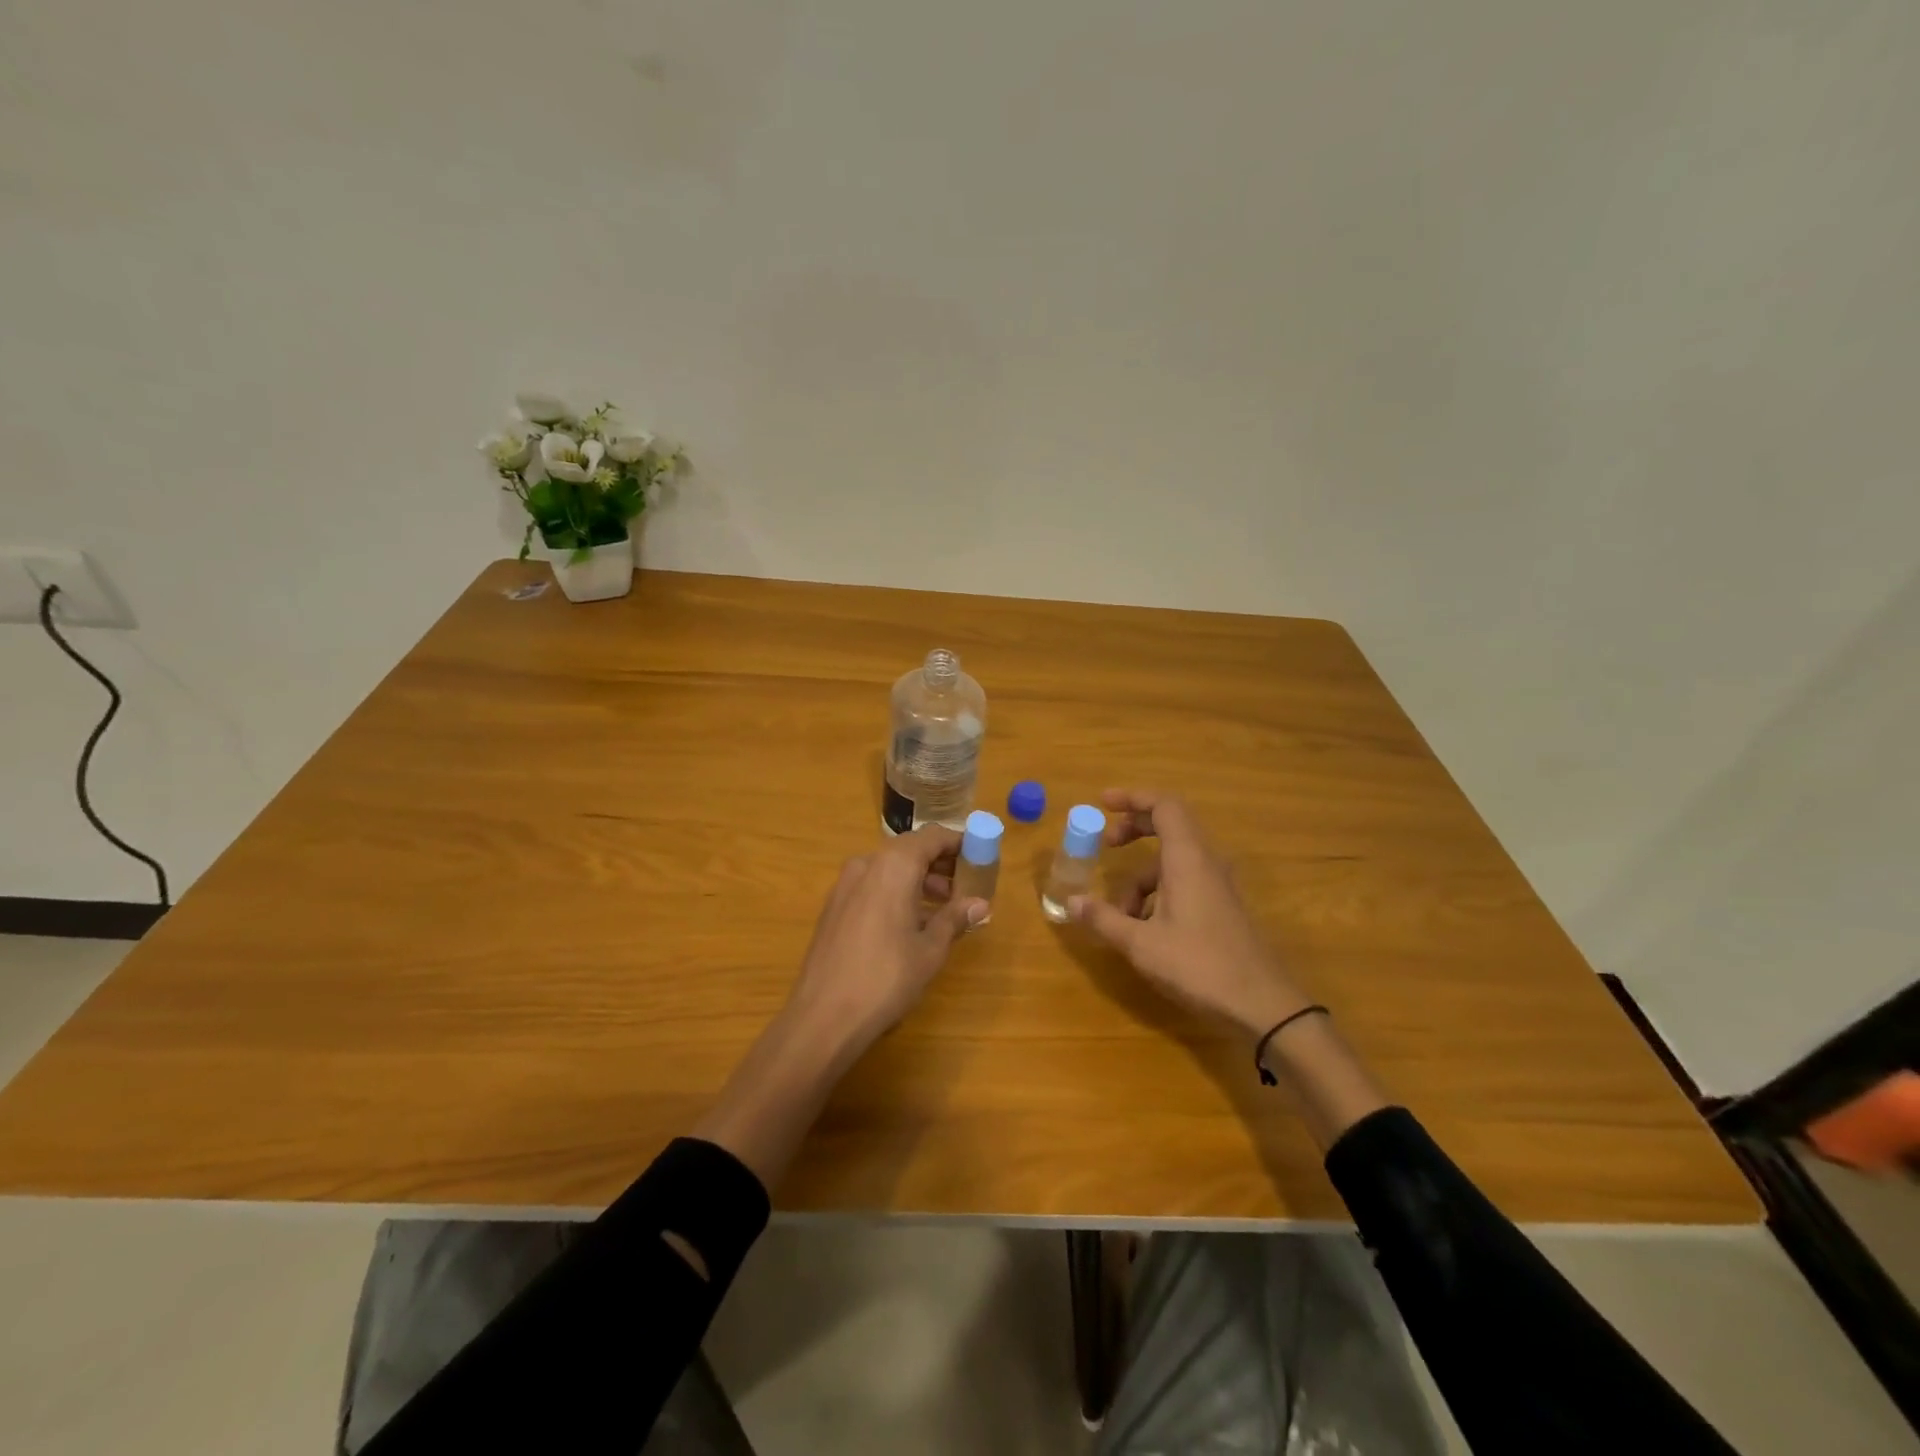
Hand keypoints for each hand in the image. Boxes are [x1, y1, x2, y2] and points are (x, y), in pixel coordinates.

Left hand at [787, 826, 988, 1051]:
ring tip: (942, 908)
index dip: (959, 844)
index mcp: (894, 866)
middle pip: (909, 850)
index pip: (933, 837)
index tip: (980, 858)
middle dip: (939, 864)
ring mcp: (845, 885)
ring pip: (889, 868)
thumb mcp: (930, 949)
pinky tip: (910, 923)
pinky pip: (872, 886)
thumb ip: (954, 918)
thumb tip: (980, 904)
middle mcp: (867, 864)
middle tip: (965, 887)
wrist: (823, 1016)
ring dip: (918, 880)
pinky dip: (895, 892)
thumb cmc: (886, 978)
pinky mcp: (833, 906)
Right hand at [1070, 789, 1309, 1039]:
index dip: (1132, 797)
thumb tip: (1071, 902)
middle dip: (1133, 829)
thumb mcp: (1140, 944)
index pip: (1164, 805)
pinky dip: (1159, 893)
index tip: (1102, 803)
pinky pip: (1184, 881)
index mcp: (1187, 859)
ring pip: (1173, 861)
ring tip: (1121, 916)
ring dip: (1142, 877)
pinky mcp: (1222, 906)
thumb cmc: (1199, 966)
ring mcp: (1217, 884)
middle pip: (1169, 825)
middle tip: (1105, 845)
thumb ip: (1104, 919)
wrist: (1263, 1005)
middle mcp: (1206, 862)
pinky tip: (1146, 930)